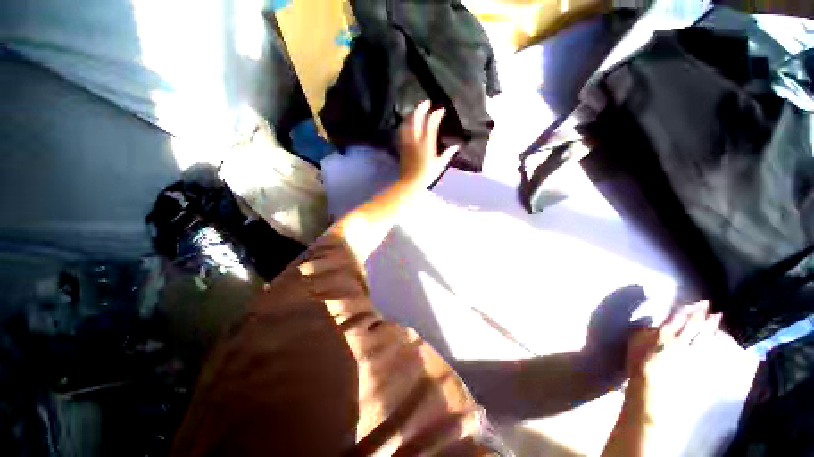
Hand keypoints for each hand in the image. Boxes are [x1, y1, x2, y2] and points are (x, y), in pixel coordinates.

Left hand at [398, 100, 459, 186]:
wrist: (411, 182)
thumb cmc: (427, 174)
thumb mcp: (440, 165)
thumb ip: (448, 153)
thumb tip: (456, 145)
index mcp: (427, 143)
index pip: (431, 123)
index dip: (437, 114)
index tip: (441, 110)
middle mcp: (416, 139)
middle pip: (416, 118)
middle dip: (421, 107)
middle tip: (427, 102)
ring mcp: (407, 142)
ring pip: (407, 122)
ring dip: (412, 114)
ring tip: (417, 111)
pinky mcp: (402, 146)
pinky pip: (403, 130)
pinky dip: (406, 123)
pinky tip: (409, 123)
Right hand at [624, 301, 721, 418]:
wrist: (651, 386)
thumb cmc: (638, 361)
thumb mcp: (635, 342)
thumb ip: (646, 331)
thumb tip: (654, 324)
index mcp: (664, 333)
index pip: (676, 317)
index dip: (686, 308)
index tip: (694, 301)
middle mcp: (680, 340)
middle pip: (693, 324)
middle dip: (701, 313)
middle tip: (709, 304)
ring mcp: (690, 353)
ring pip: (703, 335)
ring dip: (711, 325)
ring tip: (718, 317)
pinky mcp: (695, 364)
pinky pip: (706, 350)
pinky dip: (712, 342)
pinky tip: (716, 339)